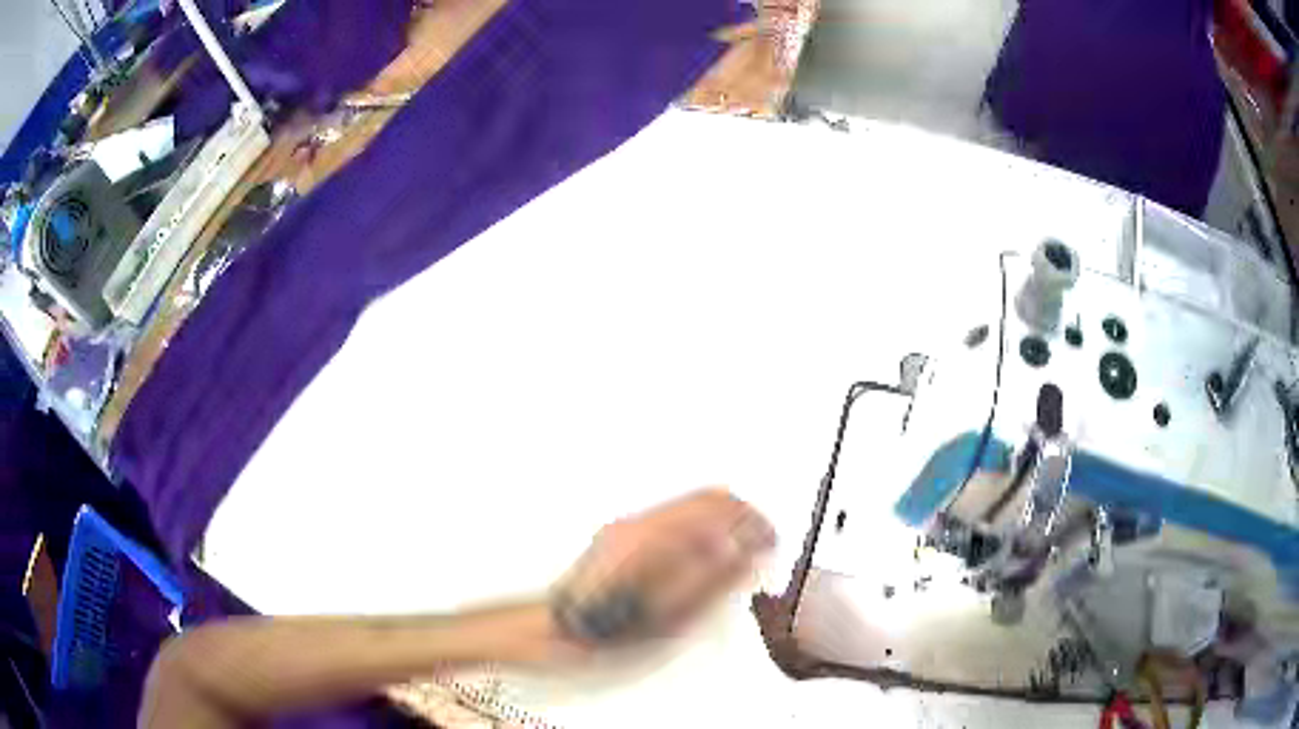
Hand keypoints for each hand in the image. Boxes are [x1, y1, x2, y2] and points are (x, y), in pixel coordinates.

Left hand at [550, 488, 774, 647]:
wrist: (559, 633)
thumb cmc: (608, 632)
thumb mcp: (672, 618)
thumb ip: (715, 581)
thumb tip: (749, 553)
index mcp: (656, 538)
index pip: (721, 506)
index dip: (754, 522)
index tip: (771, 543)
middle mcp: (641, 523)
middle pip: (707, 499)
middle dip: (742, 517)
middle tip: (762, 546)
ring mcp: (628, 528)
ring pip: (691, 507)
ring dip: (723, 523)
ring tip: (739, 555)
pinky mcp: (621, 538)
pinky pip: (674, 520)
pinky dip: (702, 531)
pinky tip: (706, 559)